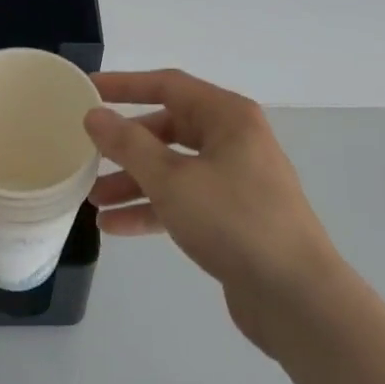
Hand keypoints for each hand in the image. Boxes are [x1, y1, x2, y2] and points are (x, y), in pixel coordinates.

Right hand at [85, 70, 342, 359]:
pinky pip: (183, 202)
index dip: (125, 85)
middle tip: (87, 152)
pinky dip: (152, 209)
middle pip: (168, 129)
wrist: (297, 298)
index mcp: (227, 116)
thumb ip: (129, 145)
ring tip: (92, 199)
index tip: (88, 89)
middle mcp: (233, 141)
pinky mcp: (233, 218)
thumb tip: (95, 115)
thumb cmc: (234, 221)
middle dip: (126, 144)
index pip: (168, 85)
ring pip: (173, 169)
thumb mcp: (172, 180)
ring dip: (133, 181)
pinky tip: (114, 227)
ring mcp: (235, 181)